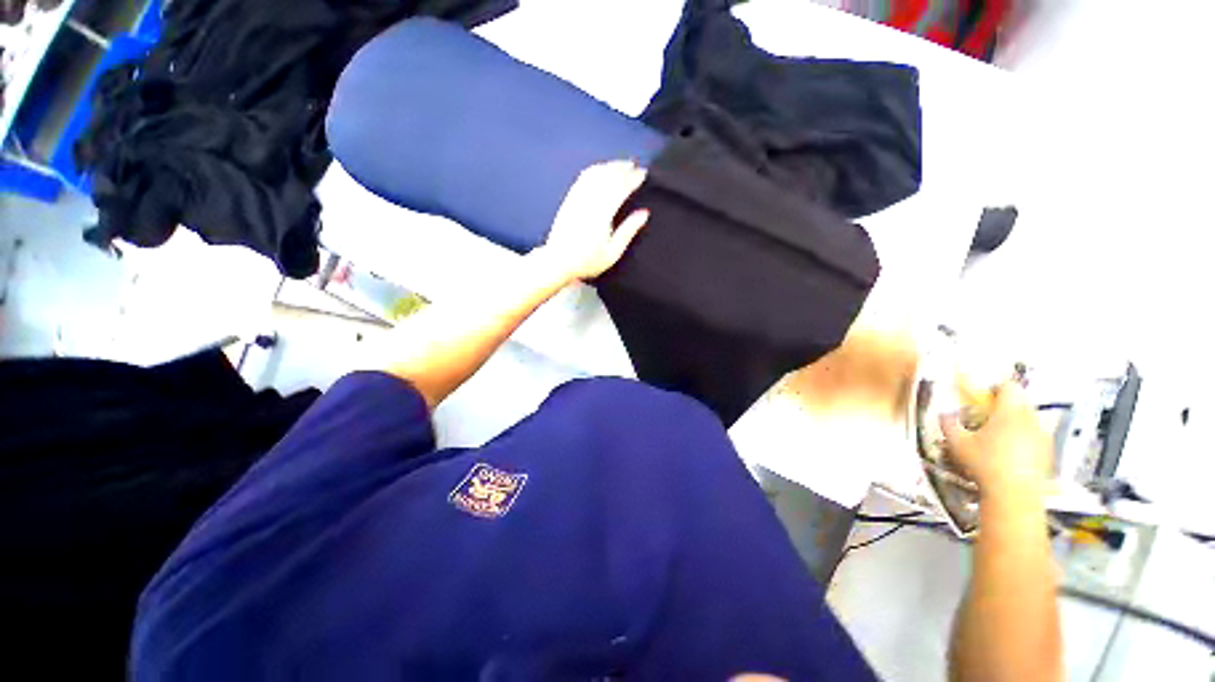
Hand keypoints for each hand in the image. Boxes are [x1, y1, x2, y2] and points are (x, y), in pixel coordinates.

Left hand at [533, 160, 649, 281]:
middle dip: (622, 168)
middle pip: (607, 176)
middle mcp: (589, 202)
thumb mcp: (613, 252)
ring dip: (609, 166)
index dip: (632, 179)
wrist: (558, 262)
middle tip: (635, 165)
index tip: (643, 174)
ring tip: (620, 165)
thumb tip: (644, 213)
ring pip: (594, 174)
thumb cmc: (588, 261)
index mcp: (602, 214)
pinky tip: (600, 170)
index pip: (620, 188)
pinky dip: (594, 170)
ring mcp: (577, 199)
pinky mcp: (568, 200)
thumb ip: (628, 231)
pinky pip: (582, 179)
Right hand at [941, 381, 1052, 499]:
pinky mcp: (1048, 452)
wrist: (1014, 494)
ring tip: (999, 436)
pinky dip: (1025, 439)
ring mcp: (1042, 436)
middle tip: (988, 417)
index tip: (983, 397)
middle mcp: (1030, 419)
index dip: (995, 388)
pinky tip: (1011, 453)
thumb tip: (944, 413)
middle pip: (1021, 401)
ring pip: (1030, 419)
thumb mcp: (957, 442)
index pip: (1008, 386)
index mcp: (1009, 411)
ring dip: (1016, 422)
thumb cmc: (984, 463)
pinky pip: (1036, 436)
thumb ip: (948, 423)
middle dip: (1005, 406)